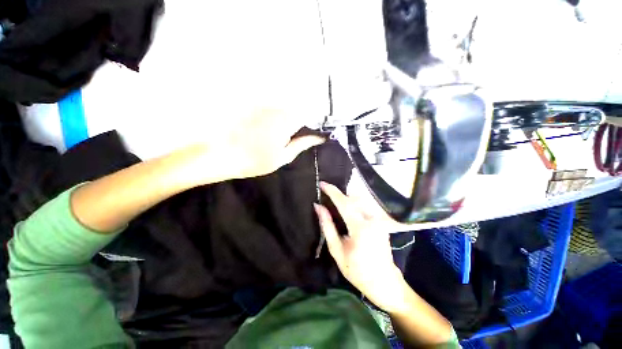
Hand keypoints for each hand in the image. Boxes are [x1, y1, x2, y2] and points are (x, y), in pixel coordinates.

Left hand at [176, 109, 324, 184]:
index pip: (308, 116)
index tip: (308, 136)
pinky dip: (273, 119)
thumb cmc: (256, 161)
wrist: (221, 155)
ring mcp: (263, 105)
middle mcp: (277, 108)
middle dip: (297, 124)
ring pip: (283, 110)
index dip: (310, 126)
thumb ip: (302, 144)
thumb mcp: (283, 157)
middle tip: (289, 140)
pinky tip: (264, 132)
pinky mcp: (252, 106)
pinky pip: (270, 110)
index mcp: (287, 121)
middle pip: (296, 111)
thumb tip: (319, 137)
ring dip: (284, 121)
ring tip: (274, 138)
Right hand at [314, 182, 408, 312]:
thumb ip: (327, 226)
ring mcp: (379, 219)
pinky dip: (353, 202)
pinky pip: (365, 205)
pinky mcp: (381, 220)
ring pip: (360, 199)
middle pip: (353, 197)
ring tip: (334, 198)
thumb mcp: (337, 250)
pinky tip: (346, 206)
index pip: (344, 203)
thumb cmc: (357, 270)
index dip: (332, 191)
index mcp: (361, 228)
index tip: (322, 183)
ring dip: (346, 197)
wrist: (384, 282)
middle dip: (338, 193)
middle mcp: (372, 219)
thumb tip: (318, 207)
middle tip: (325, 192)